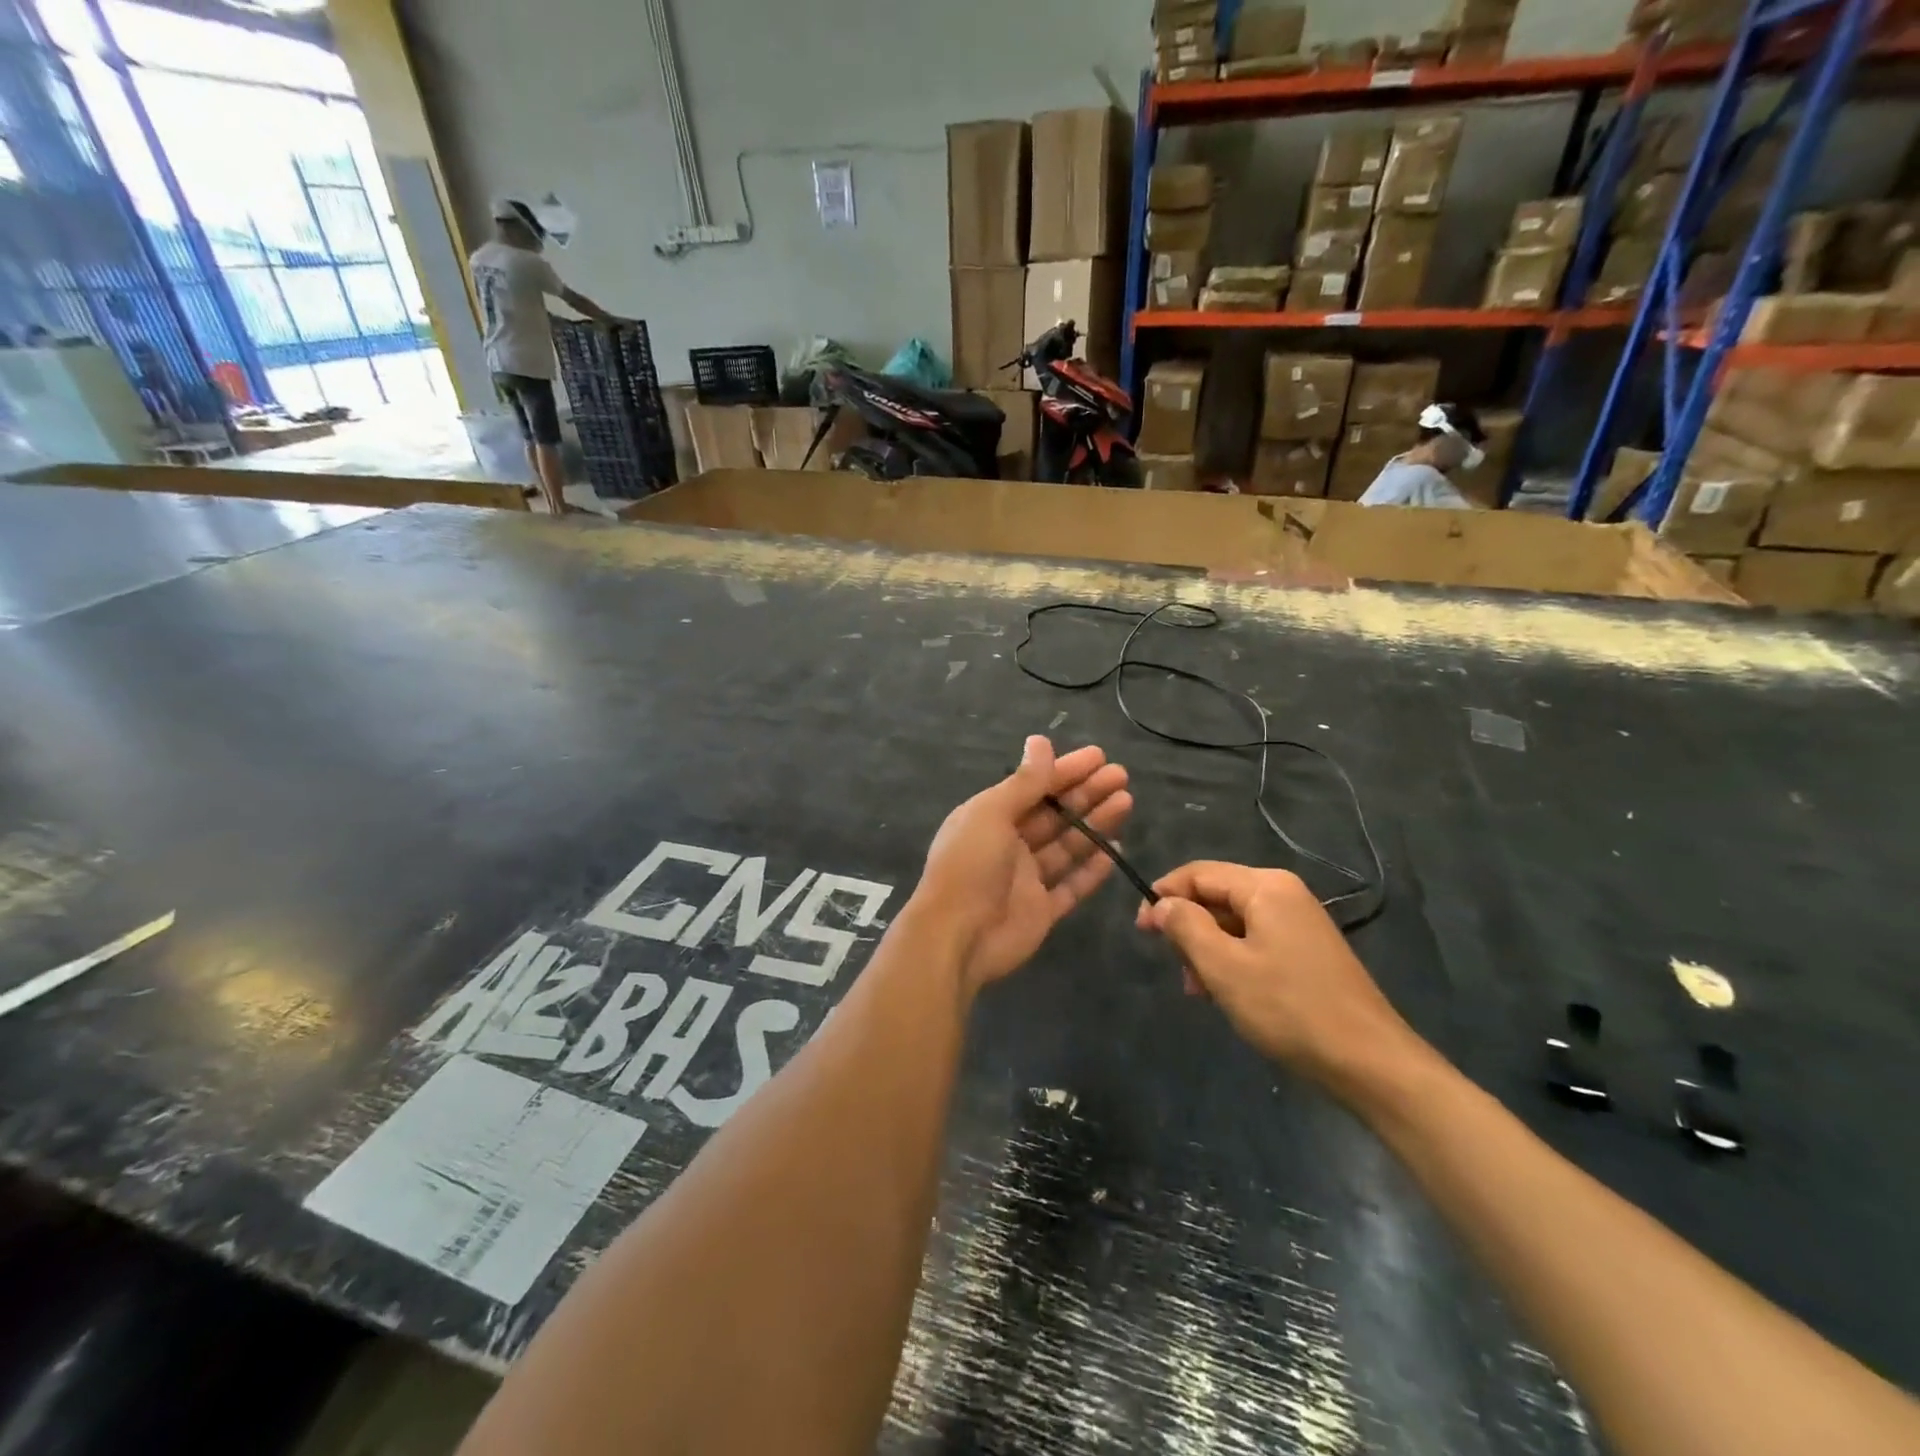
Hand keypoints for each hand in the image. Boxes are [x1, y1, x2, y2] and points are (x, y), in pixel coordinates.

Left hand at [912, 736, 1131, 994]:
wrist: (956, 936)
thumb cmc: (970, 866)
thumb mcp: (992, 813)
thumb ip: (1023, 782)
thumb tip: (1040, 741)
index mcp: (989, 817)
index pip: (1034, 787)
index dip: (1066, 771)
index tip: (1099, 757)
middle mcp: (1008, 844)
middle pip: (1054, 814)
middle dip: (1087, 793)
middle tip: (1122, 776)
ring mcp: (1026, 879)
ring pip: (1067, 846)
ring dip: (1095, 824)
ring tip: (1126, 802)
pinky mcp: (1041, 910)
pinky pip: (1071, 885)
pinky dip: (1092, 869)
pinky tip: (1116, 850)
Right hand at [1137, 862, 1424, 1095]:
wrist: (1370, 1062)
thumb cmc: (1289, 1008)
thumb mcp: (1223, 967)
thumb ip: (1186, 926)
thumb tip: (1162, 904)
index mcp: (1265, 886)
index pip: (1198, 872)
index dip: (1163, 895)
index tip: (1140, 929)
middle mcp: (1284, 892)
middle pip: (1217, 895)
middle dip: (1188, 927)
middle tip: (1173, 966)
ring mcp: (1300, 921)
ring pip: (1234, 921)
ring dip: (1207, 949)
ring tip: (1197, 989)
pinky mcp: (1308, 949)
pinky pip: (1255, 940)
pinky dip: (1232, 959)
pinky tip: (1226, 993)